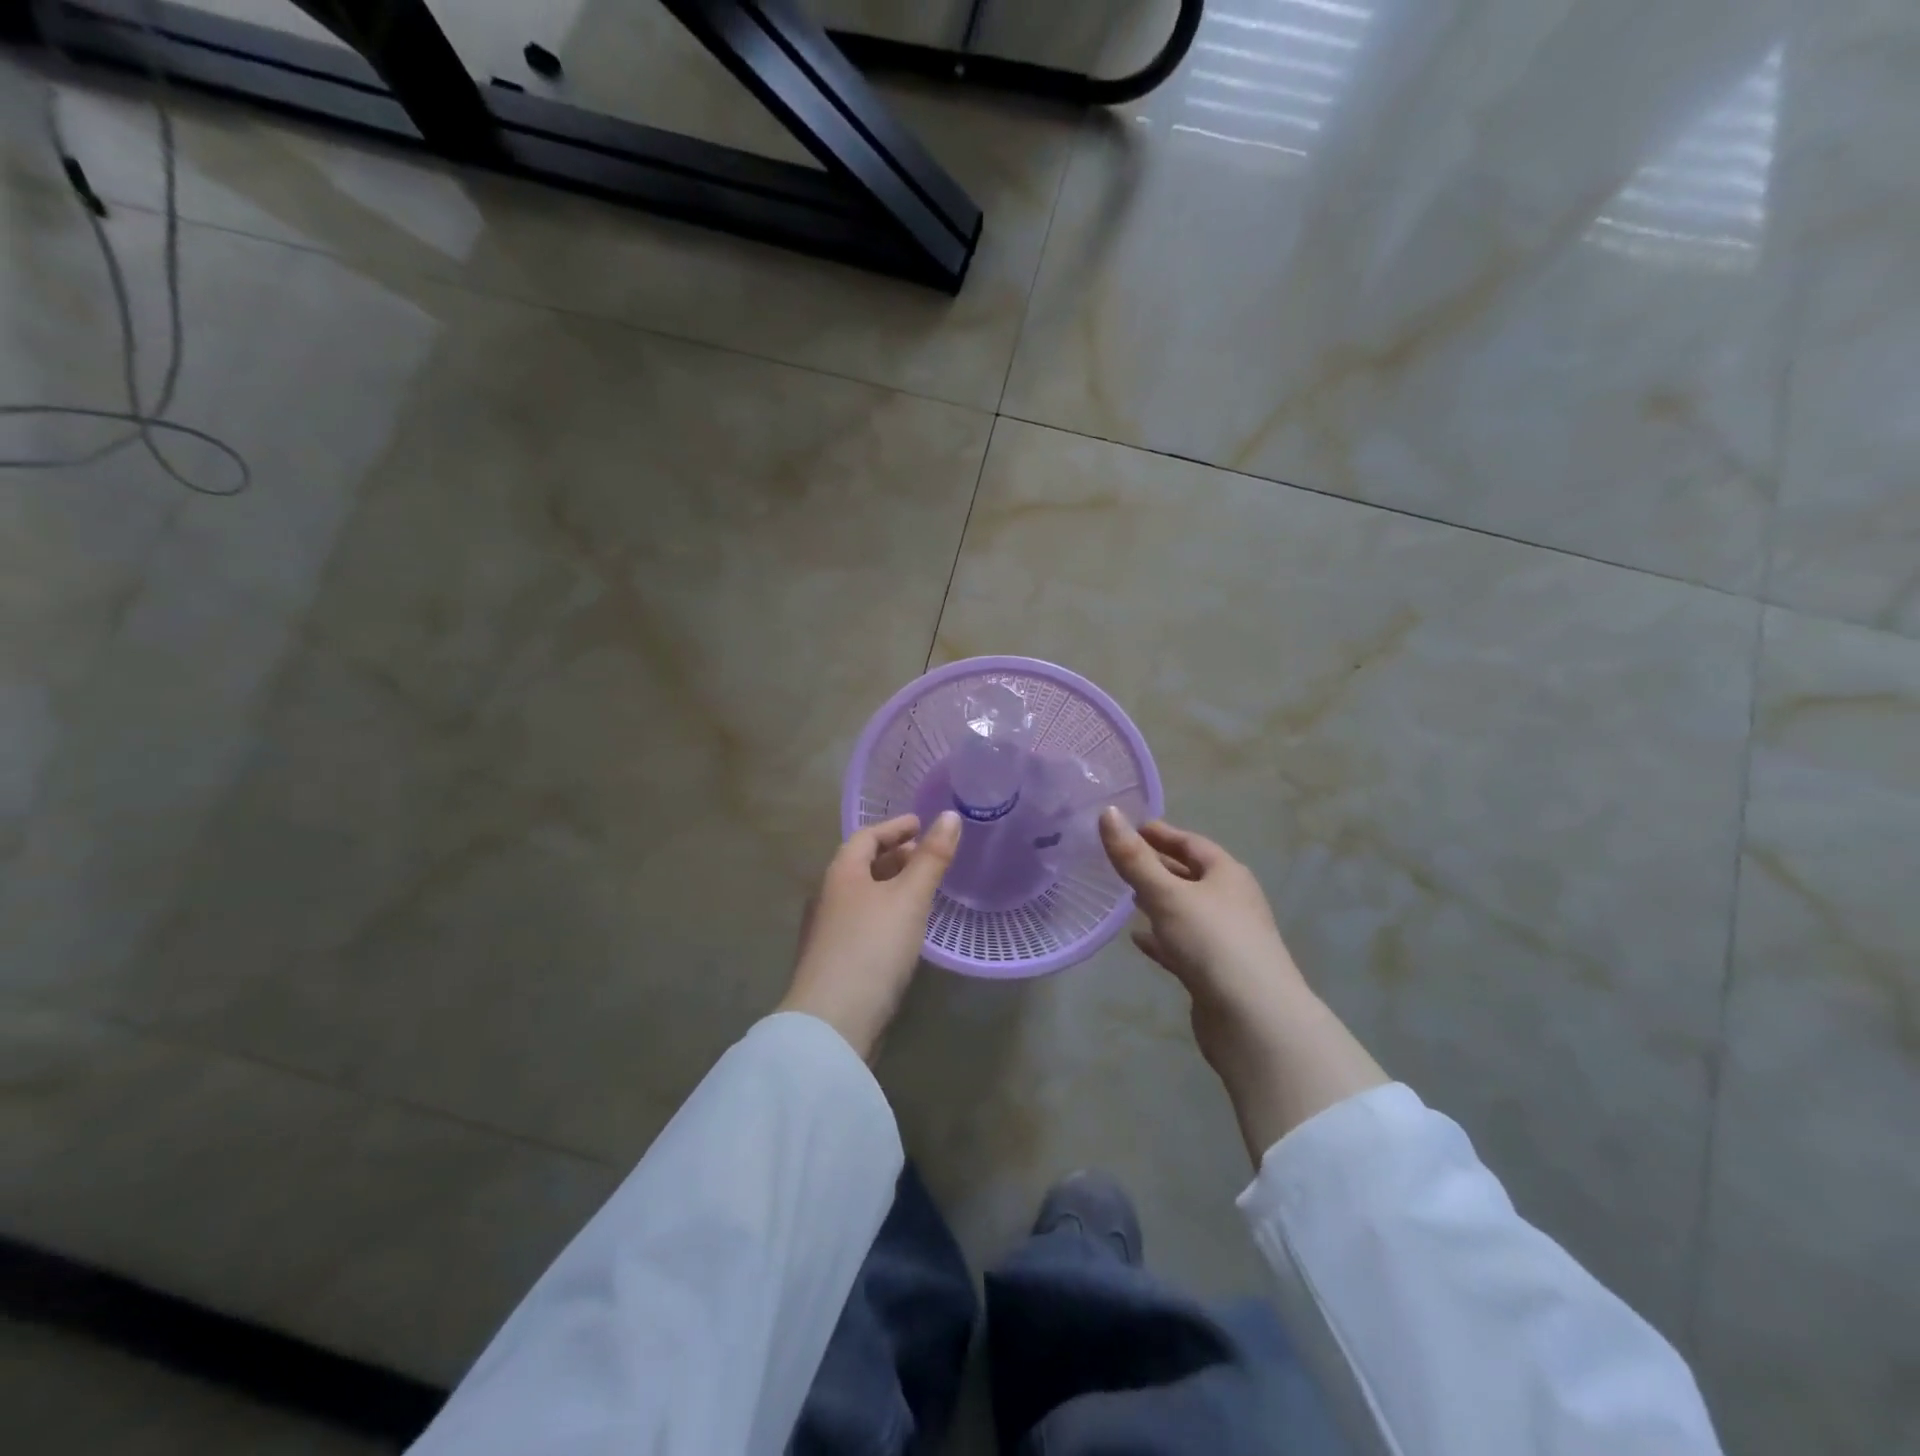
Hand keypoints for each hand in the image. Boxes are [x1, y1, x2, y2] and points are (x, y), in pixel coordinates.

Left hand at [779, 811, 961, 1060]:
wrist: (832, 1022)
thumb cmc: (872, 948)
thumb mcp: (909, 898)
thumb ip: (931, 858)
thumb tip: (950, 816)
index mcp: (841, 874)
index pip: (866, 836)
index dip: (895, 826)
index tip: (921, 823)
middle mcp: (830, 897)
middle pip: (863, 865)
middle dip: (896, 856)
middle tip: (928, 855)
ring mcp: (829, 931)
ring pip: (864, 895)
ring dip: (892, 885)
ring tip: (924, 889)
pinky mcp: (837, 961)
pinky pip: (865, 921)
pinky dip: (888, 912)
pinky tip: (907, 929)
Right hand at [1099, 808, 1386, 1161]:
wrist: (1253, 1019)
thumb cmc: (1211, 942)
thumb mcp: (1166, 894)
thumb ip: (1133, 857)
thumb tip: (1107, 811)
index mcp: (1227, 874)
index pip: (1191, 843)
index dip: (1160, 833)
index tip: (1128, 826)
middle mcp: (1231, 901)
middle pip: (1190, 875)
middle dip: (1158, 866)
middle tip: (1120, 859)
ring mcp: (1225, 938)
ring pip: (1185, 910)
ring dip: (1159, 901)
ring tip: (1125, 896)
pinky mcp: (1215, 971)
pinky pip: (1182, 944)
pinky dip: (1161, 938)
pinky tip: (1138, 939)